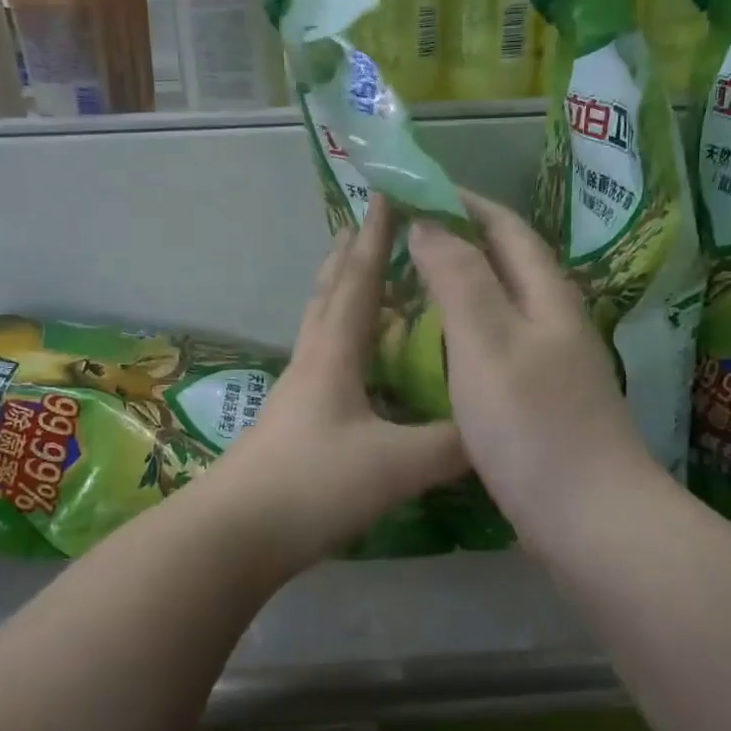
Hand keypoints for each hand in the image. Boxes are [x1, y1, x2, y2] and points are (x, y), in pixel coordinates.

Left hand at [206, 196, 467, 573]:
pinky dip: (345, 344)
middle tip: (365, 225)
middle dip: (349, 256)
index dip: (376, 239)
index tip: (385, 195)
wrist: (236, 535)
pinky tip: (361, 367)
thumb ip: (451, 446)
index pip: (359, 282)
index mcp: (334, 356)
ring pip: (321, 329)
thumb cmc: (313, 485)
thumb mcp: (395, 465)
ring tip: (363, 283)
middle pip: (328, 295)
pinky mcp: (292, 424)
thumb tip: (495, 430)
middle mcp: (312, 363)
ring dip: (341, 296)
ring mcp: (296, 394)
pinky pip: (324, 364)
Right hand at [408, 192, 660, 559]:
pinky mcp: (543, 402)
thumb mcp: (487, 343)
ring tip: (414, 283)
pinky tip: (441, 350)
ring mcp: (552, 364)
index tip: (414, 189)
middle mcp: (556, 322)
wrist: (589, 518)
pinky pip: (498, 346)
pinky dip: (465, 330)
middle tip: (404, 236)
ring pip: (502, 306)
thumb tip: (430, 223)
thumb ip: (459, 278)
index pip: (505, 227)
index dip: (462, 202)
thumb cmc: (532, 425)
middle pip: (507, 263)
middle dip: (460, 239)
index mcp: (547, 297)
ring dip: (462, 284)